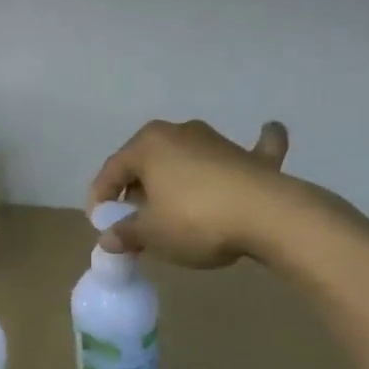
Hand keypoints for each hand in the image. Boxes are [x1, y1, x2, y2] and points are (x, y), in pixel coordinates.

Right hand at [87, 119, 295, 268]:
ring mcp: (218, 141)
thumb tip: (108, 239)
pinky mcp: (252, 157)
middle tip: (135, 222)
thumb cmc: (195, 219)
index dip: (101, 197)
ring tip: (172, 208)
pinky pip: (249, 150)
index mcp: (148, 144)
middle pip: (148, 162)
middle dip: (138, 190)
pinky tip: (268, 129)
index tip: (100, 224)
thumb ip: (126, 233)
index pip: (113, 169)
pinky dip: (254, 145)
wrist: (267, 215)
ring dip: (176, 179)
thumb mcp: (152, 234)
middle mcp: (179, 132)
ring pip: (187, 159)